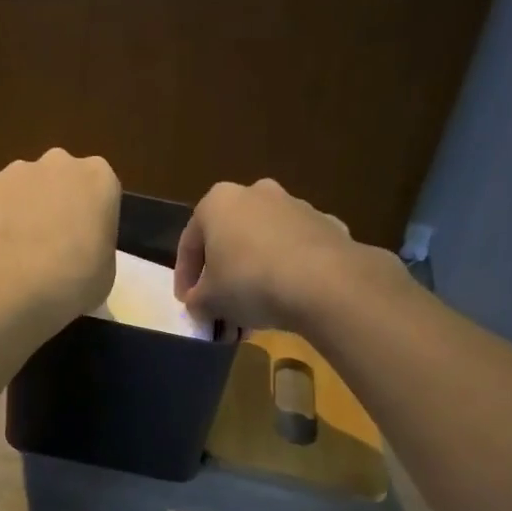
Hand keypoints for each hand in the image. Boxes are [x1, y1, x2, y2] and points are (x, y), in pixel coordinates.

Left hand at [0, 149, 120, 325]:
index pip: (98, 189)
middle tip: (50, 244)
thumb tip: (80, 251)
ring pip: (20, 186)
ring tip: (16, 250)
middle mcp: (59, 162)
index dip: (89, 216)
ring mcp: (17, 169)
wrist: (19, 282)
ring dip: (20, 209)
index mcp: (99, 177)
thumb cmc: (77, 279)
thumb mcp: (106, 270)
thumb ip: (96, 247)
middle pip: (58, 178)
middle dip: (54, 203)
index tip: (83, 242)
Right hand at [174, 180, 404, 332]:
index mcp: (218, 202)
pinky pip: (296, 253)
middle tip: (221, 312)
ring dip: (254, 278)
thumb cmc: (249, 282)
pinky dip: (286, 274)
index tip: (188, 304)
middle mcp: (256, 193)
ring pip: (263, 246)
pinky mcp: (327, 225)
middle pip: (230, 242)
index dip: (184, 278)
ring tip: (253, 316)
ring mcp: (296, 206)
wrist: (323, 282)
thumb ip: (197, 301)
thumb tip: (200, 304)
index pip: (190, 243)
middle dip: (223, 280)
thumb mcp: (208, 301)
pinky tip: (286, 303)